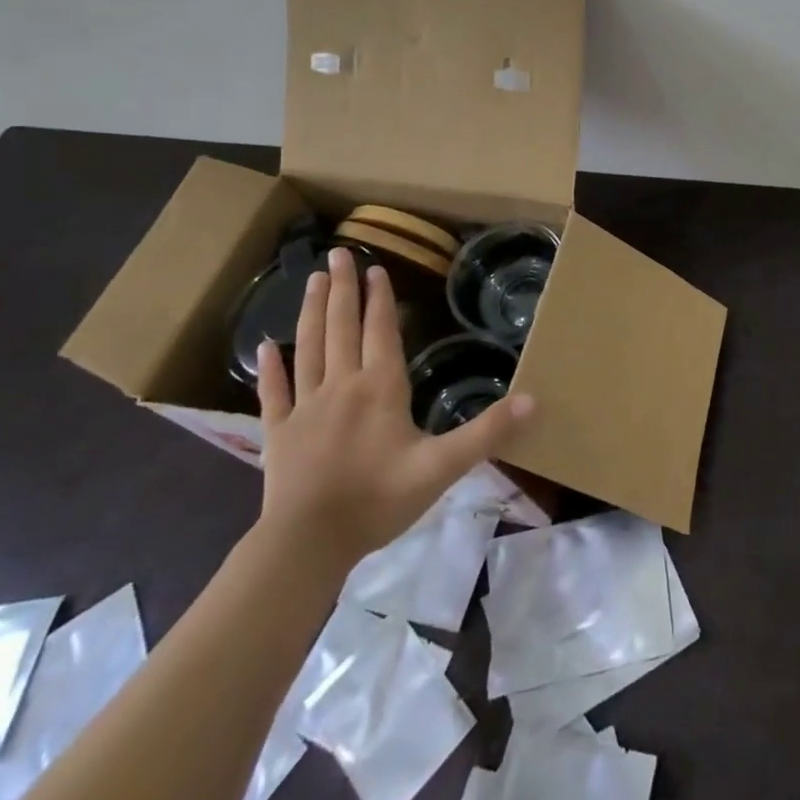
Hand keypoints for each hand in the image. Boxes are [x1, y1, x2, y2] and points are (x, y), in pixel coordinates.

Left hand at [256, 246, 534, 570]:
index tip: (375, 268)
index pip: (380, 331)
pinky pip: (274, 393)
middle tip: (337, 254)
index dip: (379, 298)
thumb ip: (487, 432)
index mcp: (380, 387)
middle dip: (341, 289)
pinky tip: (266, 347)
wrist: (306, 545)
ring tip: (311, 280)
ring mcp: (305, 408)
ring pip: (309, 348)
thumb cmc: (378, 500)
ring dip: (310, 312)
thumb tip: (534, 399)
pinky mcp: (279, 434)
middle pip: (341, 327)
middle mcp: (341, 385)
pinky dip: (271, 368)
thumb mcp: (442, 467)